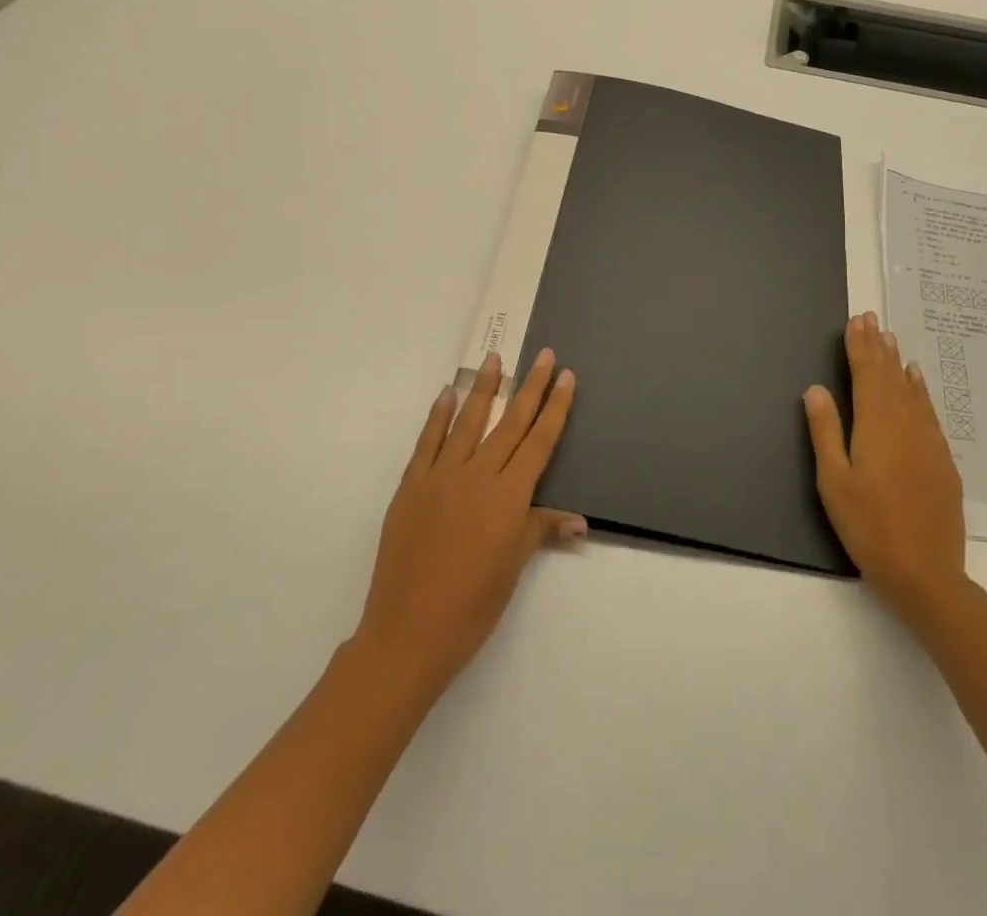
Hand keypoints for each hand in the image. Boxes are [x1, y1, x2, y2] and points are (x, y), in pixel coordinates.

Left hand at [355, 349, 586, 694]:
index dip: (555, 407)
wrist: (408, 632)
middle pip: (511, 423)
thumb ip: (540, 530)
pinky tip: (448, 394)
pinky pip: (428, 441)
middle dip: (530, 387)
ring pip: (468, 422)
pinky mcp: (412, 485)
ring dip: (484, 388)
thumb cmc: (472, 606)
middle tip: (542, 355)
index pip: (540, 441)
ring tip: (494, 359)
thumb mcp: (513, 568)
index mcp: (509, 496)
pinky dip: (439, 416)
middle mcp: (478, 476)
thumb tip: (578, 521)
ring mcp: (441, 477)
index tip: (565, 376)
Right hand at [805, 312, 971, 618]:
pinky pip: (929, 411)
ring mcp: (928, 442)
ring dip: (898, 363)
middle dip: (878, 346)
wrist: (926, 573)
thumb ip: (825, 432)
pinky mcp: (942, 460)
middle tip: (871, 318)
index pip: (867, 375)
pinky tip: (917, 380)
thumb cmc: (869, 527)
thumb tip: (817, 389)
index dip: (859, 347)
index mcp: (875, 427)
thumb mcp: (833, 481)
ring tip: (891, 338)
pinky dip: (920, 390)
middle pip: (889, 377)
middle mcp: (905, 425)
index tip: (856, 321)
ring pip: (911, 391)